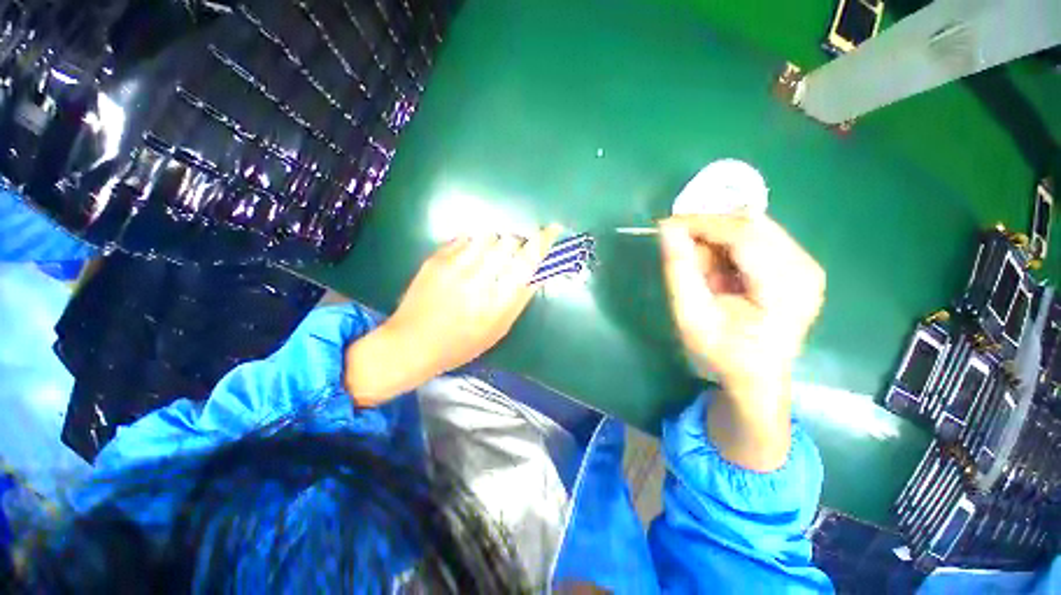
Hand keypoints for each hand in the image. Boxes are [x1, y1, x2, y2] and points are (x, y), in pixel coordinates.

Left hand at [344, 226, 561, 405]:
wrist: (412, 343)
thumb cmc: (462, 343)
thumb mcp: (499, 328)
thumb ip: (520, 298)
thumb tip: (538, 272)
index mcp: (498, 302)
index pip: (527, 262)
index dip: (543, 242)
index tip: (553, 228)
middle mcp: (479, 280)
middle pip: (509, 242)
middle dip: (517, 243)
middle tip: (512, 254)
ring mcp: (455, 267)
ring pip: (488, 235)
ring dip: (495, 242)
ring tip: (488, 257)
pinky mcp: (436, 259)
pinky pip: (465, 238)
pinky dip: (473, 244)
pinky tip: (467, 260)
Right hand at [659, 214, 824, 470]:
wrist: (756, 376)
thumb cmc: (722, 352)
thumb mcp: (690, 315)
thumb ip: (679, 271)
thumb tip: (667, 229)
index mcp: (785, 287)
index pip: (743, 235)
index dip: (702, 223)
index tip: (666, 225)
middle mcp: (805, 268)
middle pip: (752, 226)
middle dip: (708, 228)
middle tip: (677, 242)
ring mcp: (807, 265)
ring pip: (754, 228)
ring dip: (718, 237)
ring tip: (696, 261)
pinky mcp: (800, 265)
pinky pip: (760, 238)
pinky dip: (730, 244)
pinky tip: (716, 266)